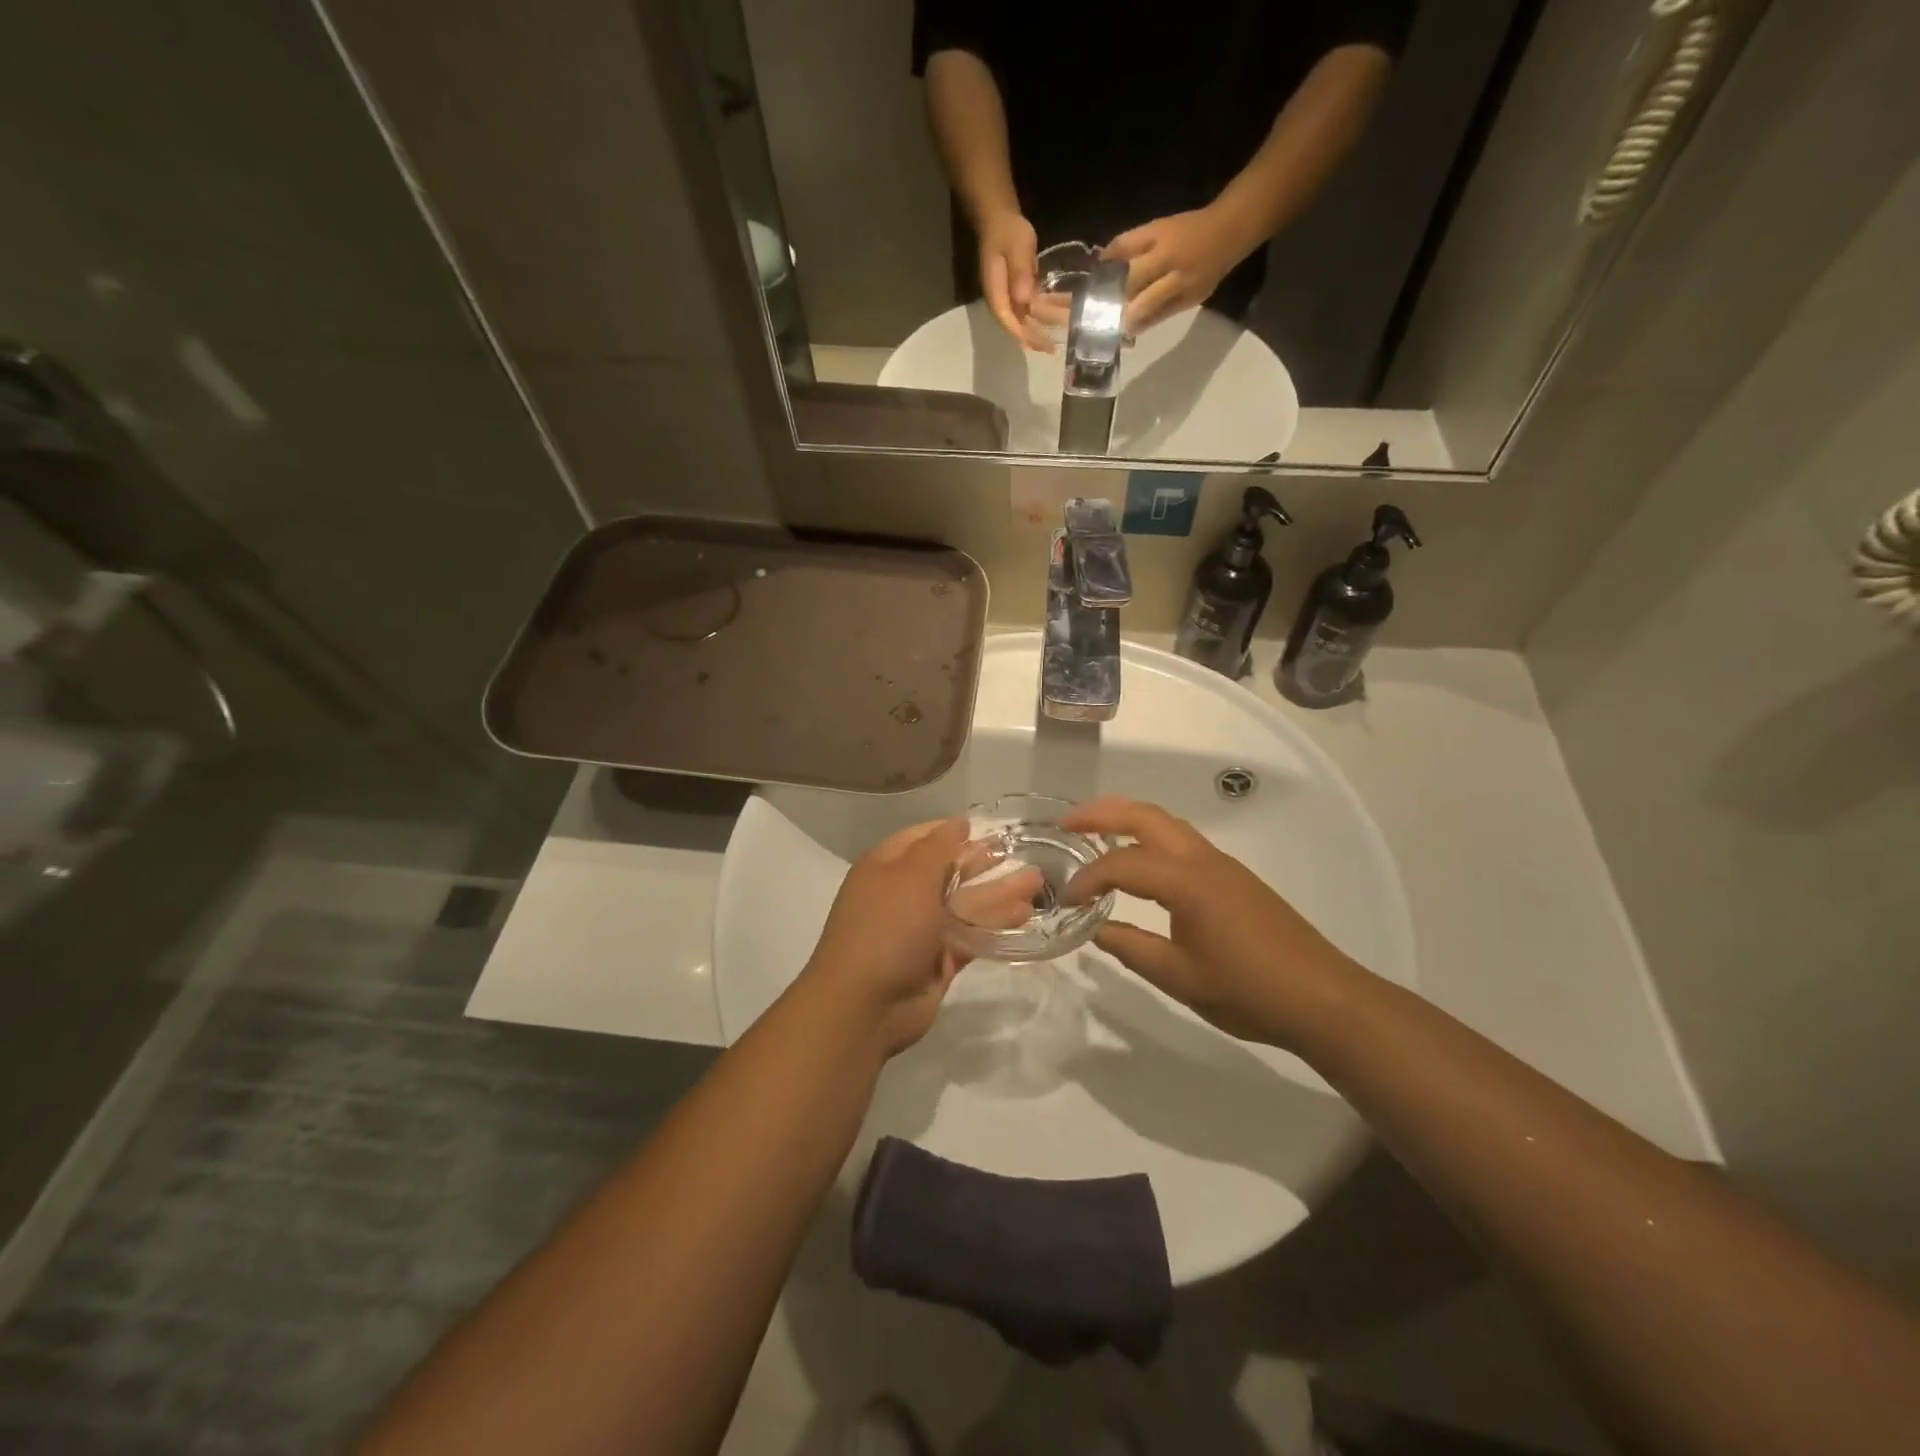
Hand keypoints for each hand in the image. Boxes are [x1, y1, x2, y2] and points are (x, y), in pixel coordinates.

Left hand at [801, 818, 1039, 1055]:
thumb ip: (938, 847)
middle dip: (984, 862)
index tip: (989, 826)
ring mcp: (921, 929)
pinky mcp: (939, 959)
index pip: (923, 838)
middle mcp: (903, 894)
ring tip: (1037, 884)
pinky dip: (995, 925)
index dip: (953, 831)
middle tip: (1023, 853)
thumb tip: (958, 822)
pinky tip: (1024, 915)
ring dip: (998, 893)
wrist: (865, 1005)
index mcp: (886, 867)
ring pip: (965, 904)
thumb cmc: (887, 927)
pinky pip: (971, 935)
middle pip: (949, 871)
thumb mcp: (911, 876)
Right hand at [976, 210, 1052, 351]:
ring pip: (1025, 318)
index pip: (1008, 321)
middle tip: (1053, 348)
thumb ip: (1020, 271)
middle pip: (1017, 325)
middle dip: (1035, 337)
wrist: (999, 219)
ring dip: (1042, 325)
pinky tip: (1060, 313)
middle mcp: (1001, 300)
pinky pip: (1030, 308)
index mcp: (996, 293)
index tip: (1041, 344)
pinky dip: (1044, 313)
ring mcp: (1009, 297)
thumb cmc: (1007, 231)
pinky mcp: (1017, 292)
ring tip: (1062, 332)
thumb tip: (1025, 298)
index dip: (1024, 335)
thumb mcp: (1016, 246)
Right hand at [1062, 796, 1358, 1046]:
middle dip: (1102, 813)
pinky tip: (1140, 860)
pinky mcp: (1233, 876)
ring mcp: (1222, 864)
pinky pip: (1182, 839)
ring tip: (1095, 832)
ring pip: (1167, 822)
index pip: (1122, 864)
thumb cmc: (1248, 990)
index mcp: (1186, 882)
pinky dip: (1150, 835)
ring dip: (1128, 819)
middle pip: (1145, 816)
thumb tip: (1096, 928)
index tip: (1066, 900)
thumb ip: (1131, 948)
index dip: (1088, 878)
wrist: (1323, 998)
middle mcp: (1202, 859)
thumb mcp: (1179, 977)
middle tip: (1066, 823)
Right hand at [1104, 207, 1256, 332]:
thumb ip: (1160, 313)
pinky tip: (1101, 266)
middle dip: (1116, 296)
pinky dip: (1110, 253)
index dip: (1130, 316)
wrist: (1225, 228)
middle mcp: (1168, 256)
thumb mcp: (1191, 297)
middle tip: (1104, 310)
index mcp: (1182, 279)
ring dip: (1107, 273)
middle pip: (1132, 277)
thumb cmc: (1208, 270)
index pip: (1149, 300)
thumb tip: (1131, 329)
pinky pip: (1124, 239)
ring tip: (1097, 288)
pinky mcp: (1152, 224)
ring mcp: (1158, 237)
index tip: (1118, 328)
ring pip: (1124, 255)